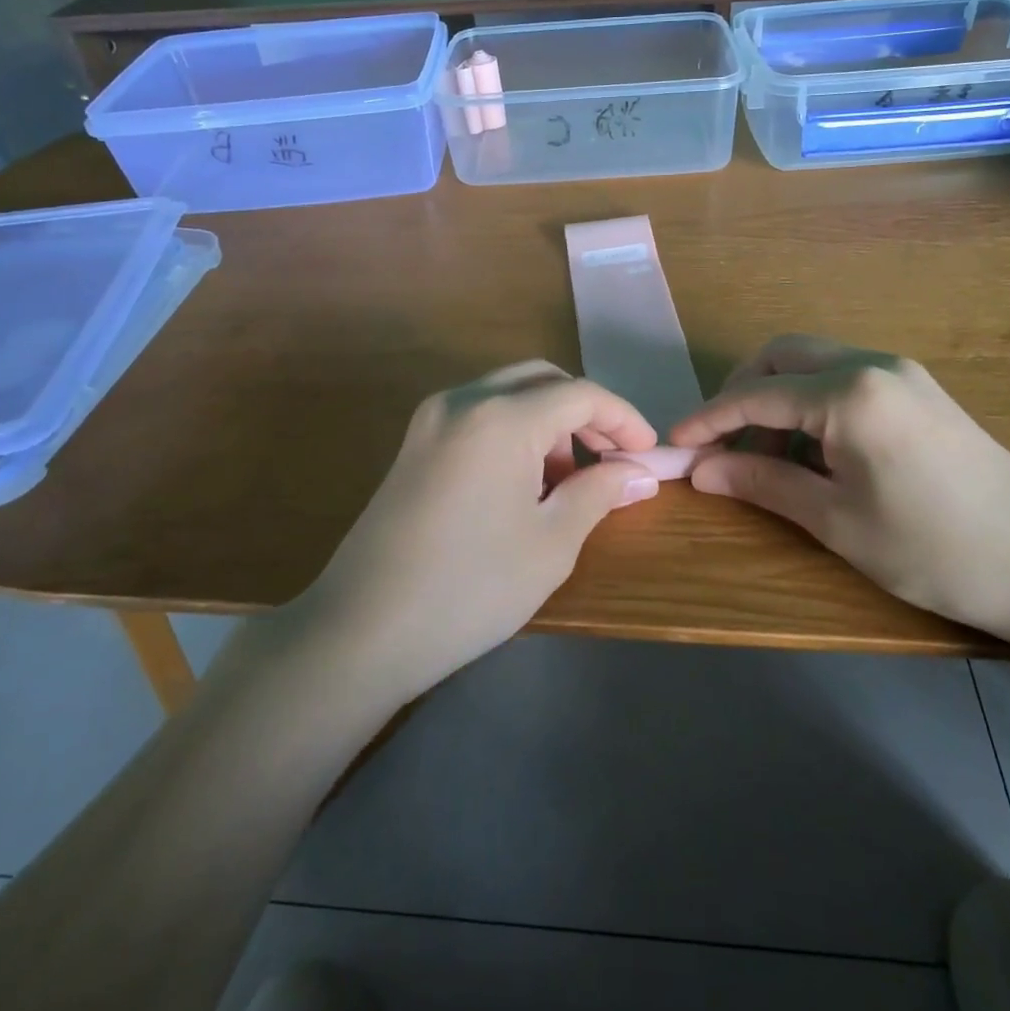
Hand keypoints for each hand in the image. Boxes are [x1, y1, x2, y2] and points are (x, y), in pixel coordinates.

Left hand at [298, 362, 660, 700]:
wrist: (361, 630)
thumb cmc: (470, 588)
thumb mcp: (551, 543)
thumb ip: (599, 493)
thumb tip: (638, 473)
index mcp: (500, 416)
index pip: (579, 394)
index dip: (622, 418)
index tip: (648, 453)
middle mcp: (462, 400)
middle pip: (541, 380)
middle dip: (584, 412)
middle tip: (612, 457)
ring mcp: (430, 419)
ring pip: (507, 394)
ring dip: (548, 421)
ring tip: (567, 479)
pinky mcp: (413, 444)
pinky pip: (478, 415)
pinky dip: (513, 431)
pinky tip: (523, 482)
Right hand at [671, 335, 1009, 641]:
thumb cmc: (935, 548)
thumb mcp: (837, 521)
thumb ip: (763, 484)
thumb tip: (700, 470)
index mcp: (849, 392)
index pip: (755, 394)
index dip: (707, 419)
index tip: (673, 443)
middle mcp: (872, 364)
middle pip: (781, 357)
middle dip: (740, 393)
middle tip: (720, 443)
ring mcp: (900, 373)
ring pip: (812, 363)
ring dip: (776, 397)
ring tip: (765, 456)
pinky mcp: (919, 390)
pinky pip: (843, 379)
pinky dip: (810, 403)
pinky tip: (812, 450)